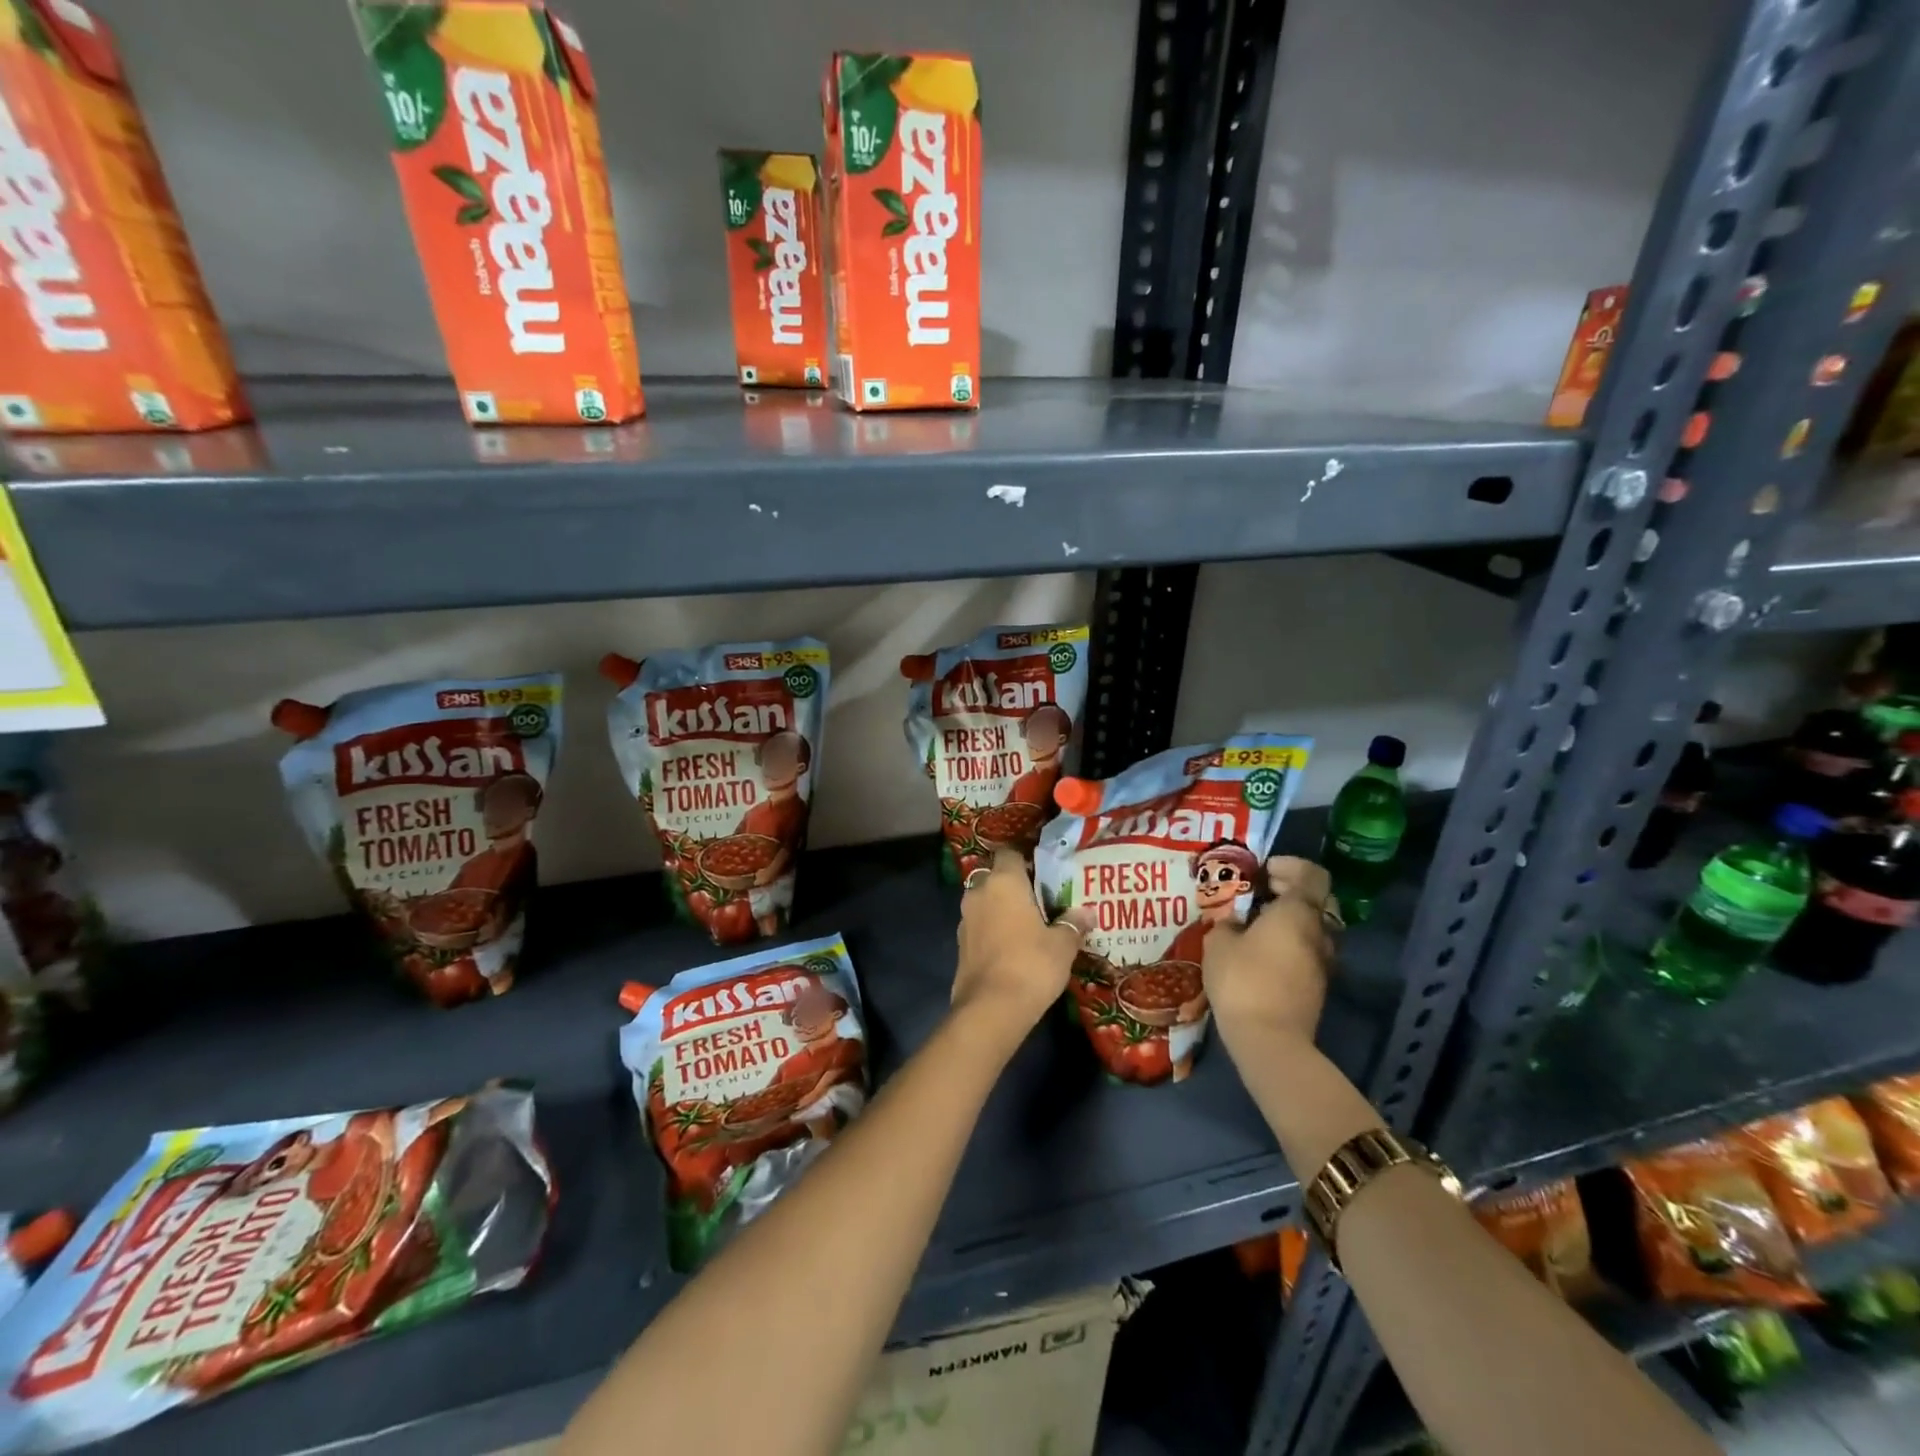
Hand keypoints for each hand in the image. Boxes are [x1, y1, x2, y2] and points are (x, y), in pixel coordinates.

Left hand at [951, 849, 1080, 1049]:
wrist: (991, 1008)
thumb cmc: (1031, 965)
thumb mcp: (1062, 945)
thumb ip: (1073, 924)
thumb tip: (1087, 913)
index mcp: (1004, 882)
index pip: (1009, 853)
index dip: (1025, 859)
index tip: (1043, 872)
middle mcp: (979, 892)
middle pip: (995, 876)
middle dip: (1013, 885)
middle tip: (1039, 899)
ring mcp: (965, 918)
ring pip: (985, 901)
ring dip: (1001, 908)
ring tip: (1028, 923)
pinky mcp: (960, 944)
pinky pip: (979, 925)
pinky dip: (992, 928)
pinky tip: (1012, 945)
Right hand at [1203, 856, 1337, 1048]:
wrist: (1269, 1040)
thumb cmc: (1242, 980)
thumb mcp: (1219, 942)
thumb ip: (1228, 922)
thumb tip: (1235, 922)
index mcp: (1298, 912)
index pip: (1312, 874)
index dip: (1290, 865)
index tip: (1262, 871)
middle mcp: (1319, 932)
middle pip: (1318, 899)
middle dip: (1290, 891)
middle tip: (1259, 893)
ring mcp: (1323, 962)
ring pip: (1314, 927)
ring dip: (1290, 920)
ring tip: (1255, 925)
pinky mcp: (1317, 986)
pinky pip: (1307, 951)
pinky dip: (1289, 943)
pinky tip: (1259, 953)